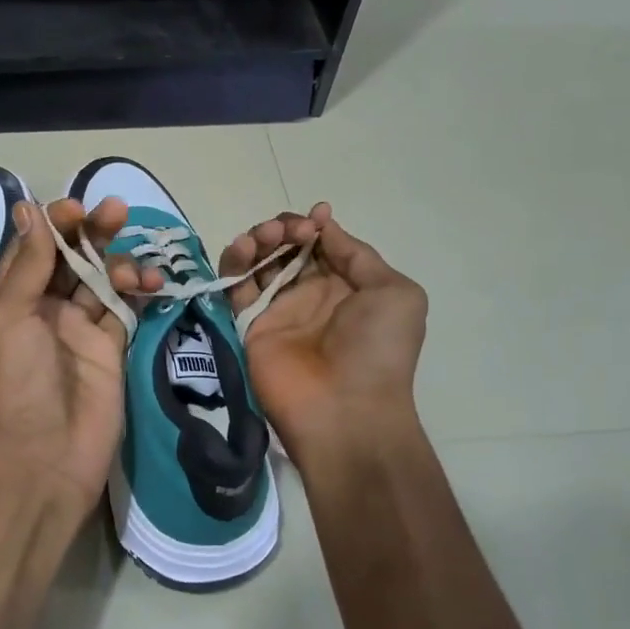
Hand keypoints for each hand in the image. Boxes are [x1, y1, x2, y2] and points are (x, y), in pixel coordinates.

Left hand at [0, 196, 133, 512]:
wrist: (43, 457)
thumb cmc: (15, 381)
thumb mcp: (7, 316)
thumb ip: (28, 263)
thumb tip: (28, 207)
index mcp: (11, 296)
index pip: (35, 245)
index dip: (55, 222)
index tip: (77, 211)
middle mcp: (44, 306)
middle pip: (71, 255)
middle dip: (92, 230)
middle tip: (116, 211)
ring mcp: (80, 327)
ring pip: (102, 276)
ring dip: (118, 260)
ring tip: (133, 267)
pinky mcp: (111, 347)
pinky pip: (126, 306)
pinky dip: (139, 289)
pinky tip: (151, 281)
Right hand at [219, 203, 428, 472]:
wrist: (345, 411)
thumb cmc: (378, 350)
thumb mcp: (394, 294)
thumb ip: (358, 255)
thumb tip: (324, 226)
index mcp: (346, 286)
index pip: (322, 244)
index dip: (314, 225)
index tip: (314, 217)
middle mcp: (309, 294)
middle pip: (286, 247)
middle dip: (285, 228)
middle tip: (289, 232)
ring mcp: (277, 308)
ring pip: (258, 261)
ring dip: (259, 238)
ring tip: (264, 237)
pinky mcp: (248, 323)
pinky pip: (235, 285)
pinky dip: (234, 262)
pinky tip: (243, 249)